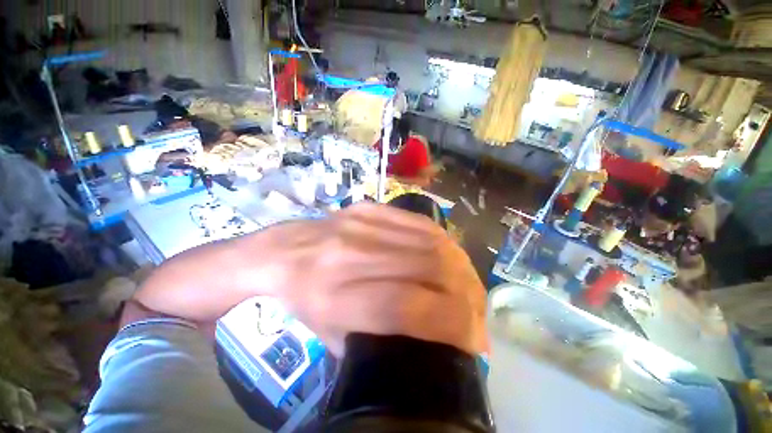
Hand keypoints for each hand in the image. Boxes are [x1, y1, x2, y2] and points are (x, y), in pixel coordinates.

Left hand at [262, 202, 486, 356]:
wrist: (285, 251)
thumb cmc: (306, 301)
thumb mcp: (337, 337)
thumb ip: (386, 339)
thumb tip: (440, 338)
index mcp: (336, 297)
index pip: (407, 306)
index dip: (451, 323)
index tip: (473, 341)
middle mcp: (352, 254)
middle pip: (429, 268)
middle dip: (467, 295)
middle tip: (478, 316)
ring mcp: (363, 224)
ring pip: (432, 243)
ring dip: (463, 269)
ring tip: (471, 290)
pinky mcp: (371, 207)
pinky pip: (422, 225)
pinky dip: (446, 245)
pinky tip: (453, 262)